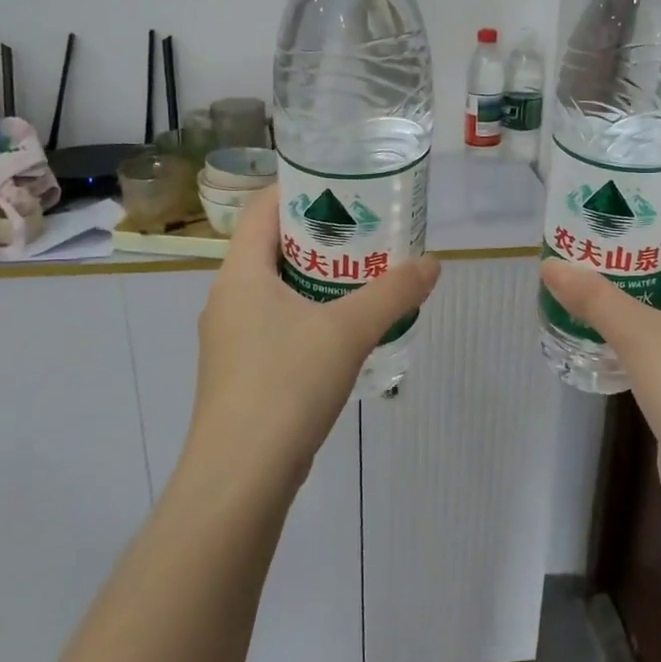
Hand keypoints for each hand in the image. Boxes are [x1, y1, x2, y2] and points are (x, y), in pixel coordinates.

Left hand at [188, 196, 439, 493]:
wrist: (240, 477)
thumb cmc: (286, 385)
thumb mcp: (348, 331)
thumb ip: (393, 293)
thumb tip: (432, 264)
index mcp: (240, 273)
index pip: (265, 207)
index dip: (302, 187)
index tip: (346, 184)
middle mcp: (228, 298)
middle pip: (273, 246)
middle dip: (321, 234)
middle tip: (368, 228)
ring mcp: (231, 338)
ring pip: (276, 288)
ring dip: (317, 277)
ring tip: (364, 273)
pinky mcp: (241, 372)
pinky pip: (277, 323)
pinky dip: (309, 313)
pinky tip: (344, 329)